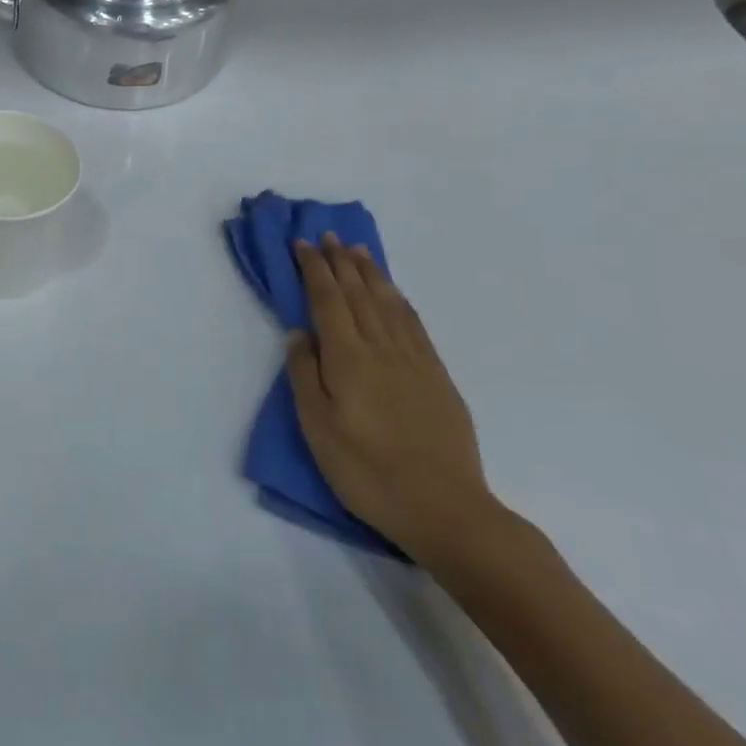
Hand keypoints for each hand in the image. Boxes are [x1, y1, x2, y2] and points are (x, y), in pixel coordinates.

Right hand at [287, 235, 499, 561]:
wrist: (445, 509)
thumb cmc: (368, 471)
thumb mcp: (318, 428)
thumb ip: (305, 375)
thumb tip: (299, 333)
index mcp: (348, 358)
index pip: (327, 300)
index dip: (313, 269)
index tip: (302, 244)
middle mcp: (382, 348)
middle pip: (359, 294)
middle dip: (341, 262)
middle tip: (329, 237)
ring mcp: (414, 361)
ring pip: (388, 303)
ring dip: (371, 273)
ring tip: (359, 251)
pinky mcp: (437, 377)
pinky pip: (414, 324)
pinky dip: (399, 300)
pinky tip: (394, 294)